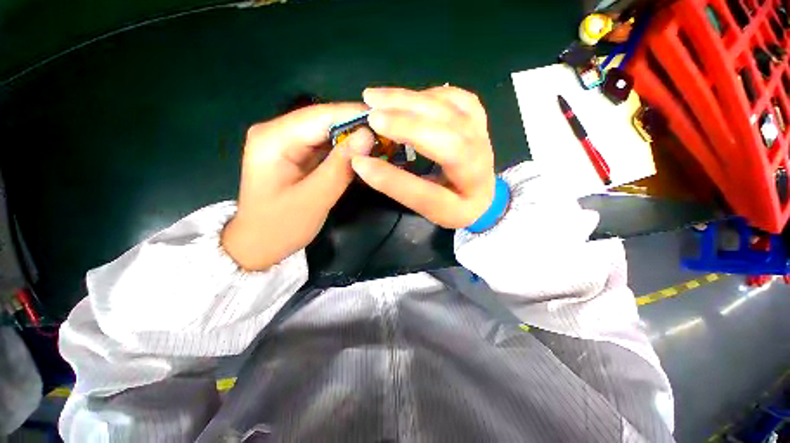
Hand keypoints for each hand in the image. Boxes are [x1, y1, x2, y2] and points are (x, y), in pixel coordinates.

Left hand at [222, 104, 374, 270]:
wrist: (259, 244)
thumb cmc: (280, 226)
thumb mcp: (314, 199)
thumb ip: (340, 167)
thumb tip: (367, 136)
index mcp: (273, 138)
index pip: (320, 116)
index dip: (354, 115)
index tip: (386, 121)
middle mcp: (278, 133)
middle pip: (324, 122)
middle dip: (356, 128)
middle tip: (388, 136)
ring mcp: (287, 144)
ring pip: (327, 134)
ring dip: (353, 140)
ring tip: (381, 144)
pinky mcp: (297, 156)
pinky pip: (325, 148)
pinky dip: (345, 152)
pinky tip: (363, 155)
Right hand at [350, 86, 495, 228]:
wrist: (483, 195)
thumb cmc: (452, 205)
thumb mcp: (428, 208)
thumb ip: (400, 188)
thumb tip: (363, 162)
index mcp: (462, 204)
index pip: (429, 194)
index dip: (394, 180)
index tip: (361, 163)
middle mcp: (478, 169)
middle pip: (450, 142)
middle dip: (408, 126)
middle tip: (372, 116)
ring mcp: (482, 138)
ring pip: (453, 112)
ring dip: (411, 100)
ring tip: (376, 97)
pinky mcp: (478, 121)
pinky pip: (458, 98)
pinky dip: (429, 93)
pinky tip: (407, 97)